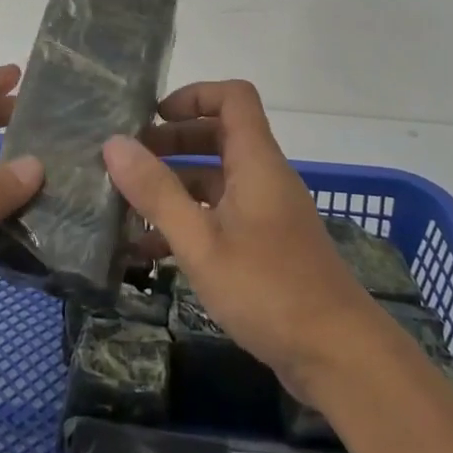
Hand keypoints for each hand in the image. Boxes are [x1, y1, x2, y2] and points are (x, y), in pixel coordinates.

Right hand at [102, 79, 374, 402]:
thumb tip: (114, 143)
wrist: (339, 356)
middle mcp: (263, 177)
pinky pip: (221, 216)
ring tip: (127, 205)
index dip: (193, 95)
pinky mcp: (265, 246)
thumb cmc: (268, 289)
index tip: (153, 117)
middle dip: (172, 142)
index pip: (233, 97)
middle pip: (218, 136)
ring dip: (175, 185)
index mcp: (256, 161)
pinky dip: (189, 221)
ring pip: (216, 180)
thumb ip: (157, 192)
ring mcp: (266, 213)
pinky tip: (150, 252)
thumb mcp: (200, 242)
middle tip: (128, 162)